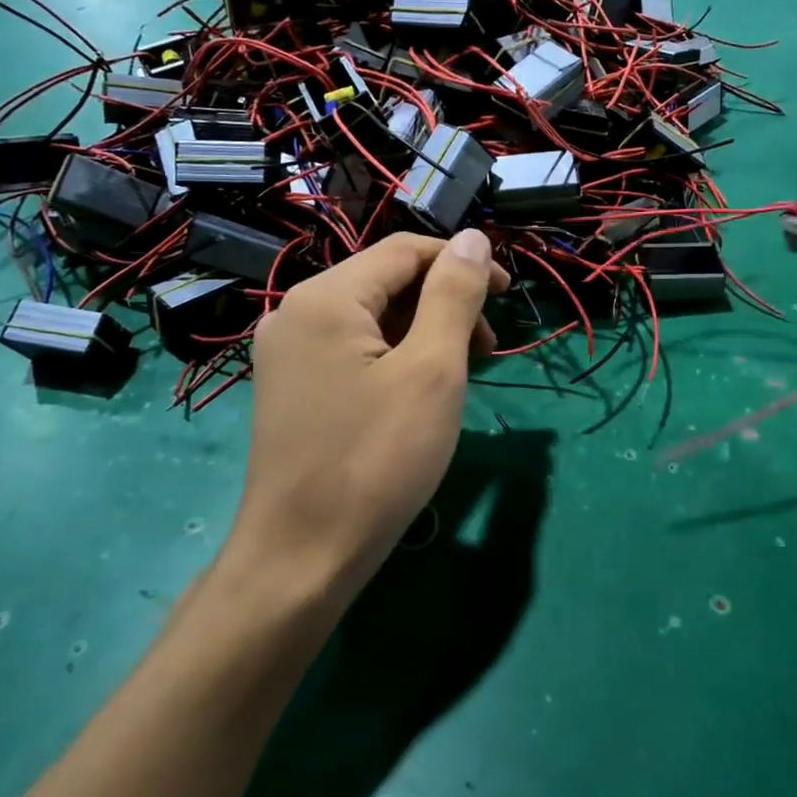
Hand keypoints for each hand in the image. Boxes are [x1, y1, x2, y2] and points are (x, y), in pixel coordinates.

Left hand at [225, 232, 508, 604]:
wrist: (303, 558)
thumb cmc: (377, 460)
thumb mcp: (432, 371)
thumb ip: (453, 295)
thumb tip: (473, 238)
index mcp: (326, 297)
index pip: (406, 250)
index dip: (463, 262)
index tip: (507, 295)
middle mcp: (296, 313)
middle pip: (386, 281)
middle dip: (444, 303)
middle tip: (486, 350)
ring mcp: (288, 353)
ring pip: (372, 318)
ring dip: (424, 332)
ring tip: (459, 375)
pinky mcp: (292, 388)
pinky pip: (353, 350)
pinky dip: (395, 357)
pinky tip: (419, 392)